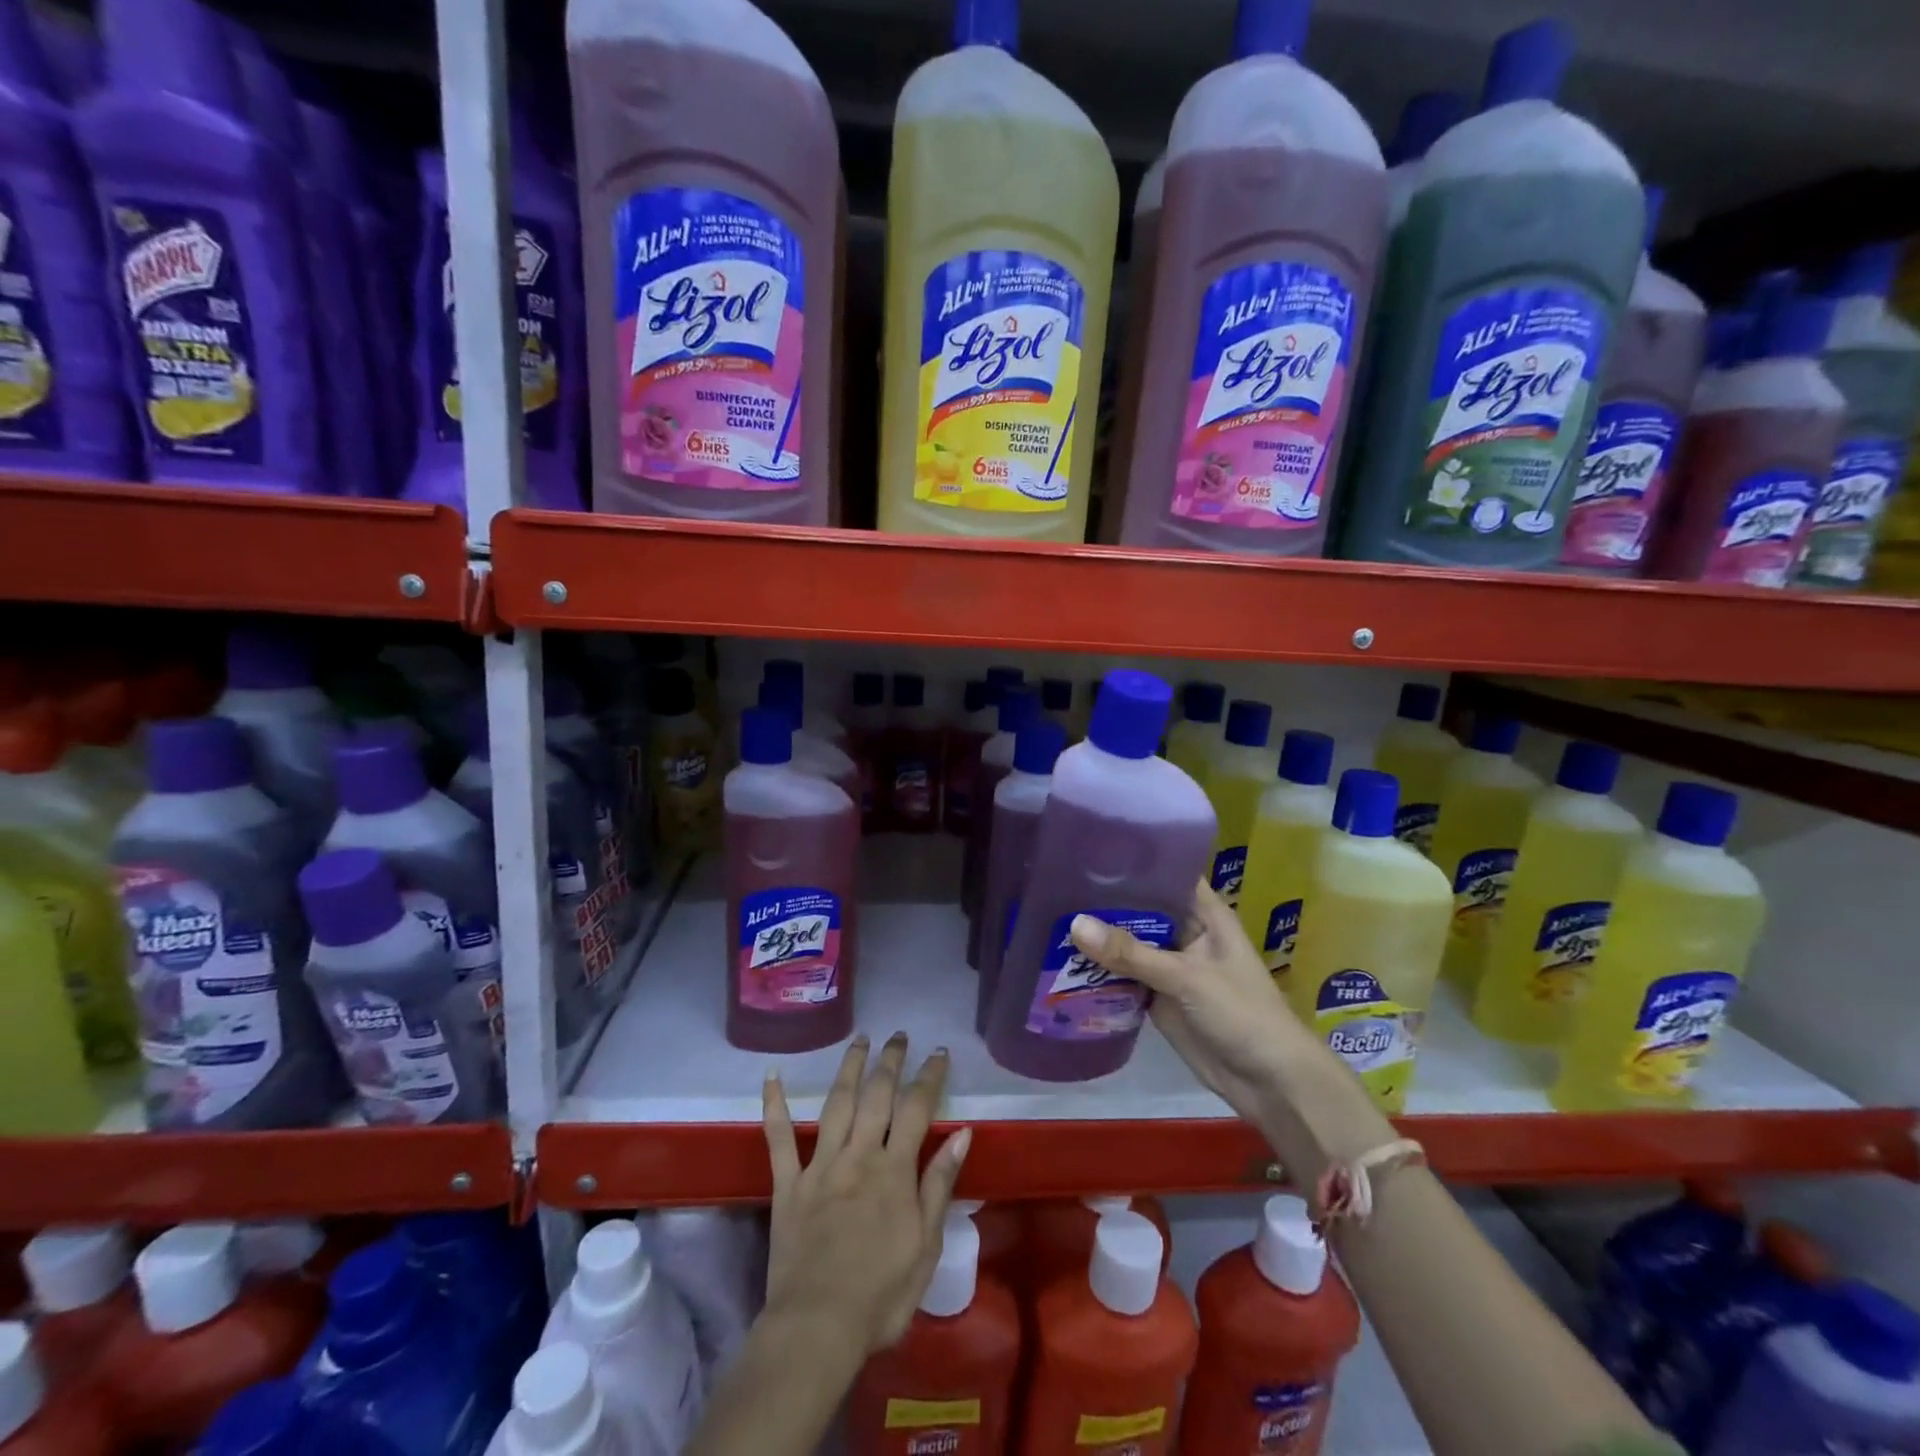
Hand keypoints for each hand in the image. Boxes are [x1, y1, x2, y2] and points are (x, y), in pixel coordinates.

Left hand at [761, 1034, 971, 1355]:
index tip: (938, 1052)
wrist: (817, 1329)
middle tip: (898, 1036)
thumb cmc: (881, 1295)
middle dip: (890, 1061)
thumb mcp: (926, 1246)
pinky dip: (774, 1106)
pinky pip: (778, 1139)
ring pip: (837, 1104)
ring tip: (859, 1040)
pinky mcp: (788, 1185)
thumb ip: (939, 1185)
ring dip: (849, 1068)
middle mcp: (858, 1156)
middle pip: (877, 1096)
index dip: (929, 1077)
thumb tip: (960, 1133)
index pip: (916, 1110)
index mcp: (894, 1171)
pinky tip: (772, 1076)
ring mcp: (820, 1166)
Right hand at [1070, 882, 1319, 1135]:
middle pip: (1141, 907)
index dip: (1134, 860)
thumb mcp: (1186, 977)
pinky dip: (1100, 971)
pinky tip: (1062, 959)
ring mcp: (1170, 965)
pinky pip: (1124, 976)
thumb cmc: (1241, 1014)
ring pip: (1129, 943)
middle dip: (1105, 899)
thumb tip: (1074, 924)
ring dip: (1098, 936)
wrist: (1269, 1084)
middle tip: (1054, 881)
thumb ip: (1131, 953)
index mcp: (1205, 914)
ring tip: (1049, 914)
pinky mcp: (1158, 997)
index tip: (1091, 848)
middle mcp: (1185, 932)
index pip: (1167, 872)